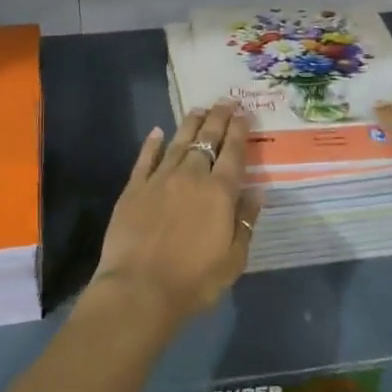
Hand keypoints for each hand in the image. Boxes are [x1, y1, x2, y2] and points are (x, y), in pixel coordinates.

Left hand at [90, 101, 260, 328]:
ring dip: (190, 123)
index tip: (245, 113)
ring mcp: (159, 179)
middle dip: (218, 117)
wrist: (139, 290)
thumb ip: (246, 222)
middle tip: (225, 101)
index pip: (233, 152)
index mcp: (219, 192)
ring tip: (199, 109)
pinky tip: (157, 132)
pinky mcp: (134, 188)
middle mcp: (191, 176)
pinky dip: (152, 143)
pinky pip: (145, 158)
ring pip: (178, 142)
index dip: (240, 130)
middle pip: (207, 139)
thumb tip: (257, 192)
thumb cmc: (194, 281)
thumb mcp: (234, 259)